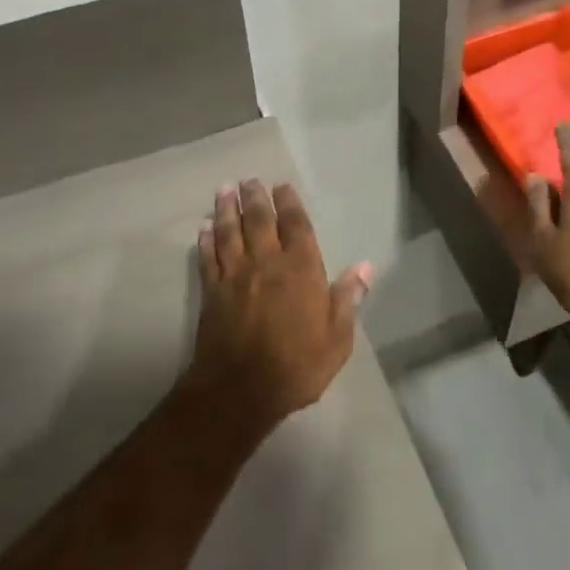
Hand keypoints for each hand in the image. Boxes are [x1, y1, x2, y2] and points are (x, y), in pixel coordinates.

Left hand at [189, 179, 371, 440]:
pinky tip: (203, 228)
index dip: (289, 203)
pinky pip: (207, 258)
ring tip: (224, 190)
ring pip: (229, 233)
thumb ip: (347, 299)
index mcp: (301, 269)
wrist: (240, 390)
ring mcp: (235, 276)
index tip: (281, 186)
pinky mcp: (211, 293)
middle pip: (259, 221)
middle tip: (249, 180)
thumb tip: (365, 267)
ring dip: (226, 209)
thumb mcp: (337, 338)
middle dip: (254, 198)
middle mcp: (267, 263)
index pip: (296, 226)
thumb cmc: (297, 365)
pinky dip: (205, 240)